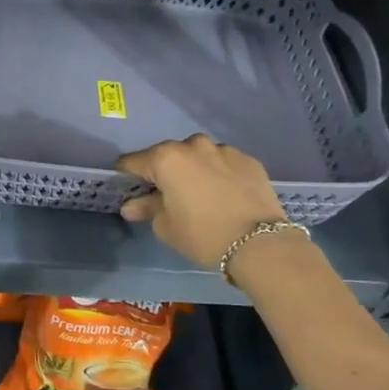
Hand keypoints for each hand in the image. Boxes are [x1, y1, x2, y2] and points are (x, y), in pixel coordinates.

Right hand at [116, 135, 290, 269]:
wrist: (260, 244)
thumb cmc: (203, 235)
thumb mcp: (167, 226)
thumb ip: (147, 209)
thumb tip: (131, 206)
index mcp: (166, 159)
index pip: (133, 162)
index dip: (127, 175)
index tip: (128, 189)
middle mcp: (193, 145)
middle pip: (168, 156)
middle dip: (164, 172)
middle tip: (167, 196)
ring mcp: (224, 150)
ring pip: (198, 157)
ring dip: (193, 170)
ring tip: (200, 195)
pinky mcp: (248, 159)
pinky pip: (224, 163)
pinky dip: (219, 174)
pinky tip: (225, 195)